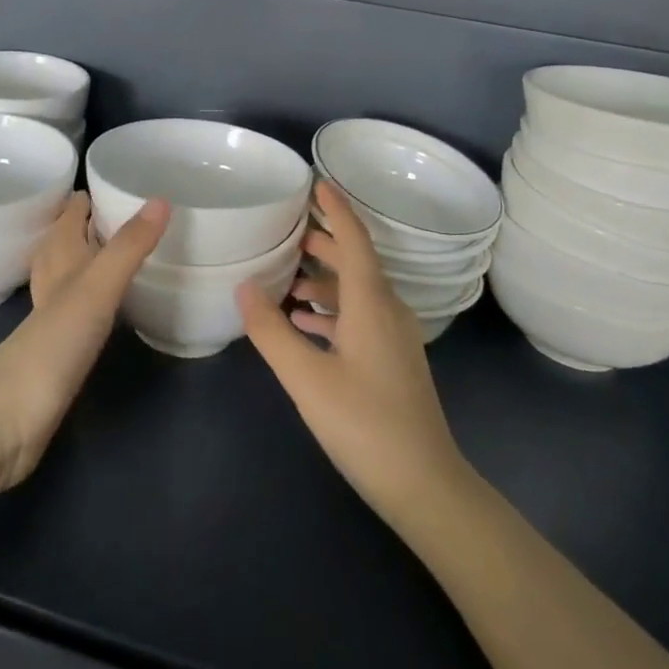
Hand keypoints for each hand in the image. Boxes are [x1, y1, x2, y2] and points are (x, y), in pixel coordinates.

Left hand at [0, 192, 168, 489]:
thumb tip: (161, 199)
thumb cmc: (54, 342)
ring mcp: (55, 313)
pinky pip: (83, 305)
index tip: (129, 178)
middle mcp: (54, 277)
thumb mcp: (98, 286)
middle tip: (136, 211)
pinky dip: (99, 294)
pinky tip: (115, 302)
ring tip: (129, 247)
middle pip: (70, 237)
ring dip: (95, 256)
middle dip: (96, 222)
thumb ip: (129, 246)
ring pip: (74, 270)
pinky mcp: (61, 346)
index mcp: (59, 255)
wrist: (11, 416)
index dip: (94, 192)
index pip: (72, 210)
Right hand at [238, 181, 468, 526]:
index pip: (354, 238)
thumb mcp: (307, 378)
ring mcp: (394, 337)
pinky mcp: (392, 360)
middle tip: (286, 228)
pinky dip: (330, 309)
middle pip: (356, 260)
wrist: (425, 486)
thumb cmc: (365, 425)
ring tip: (284, 277)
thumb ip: (272, 331)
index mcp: (372, 302)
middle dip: (323, 241)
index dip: (336, 208)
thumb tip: (244, 287)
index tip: (316, 182)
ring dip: (323, 278)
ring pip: (356, 290)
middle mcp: (388, 310)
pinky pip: (359, 317)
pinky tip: (303, 322)